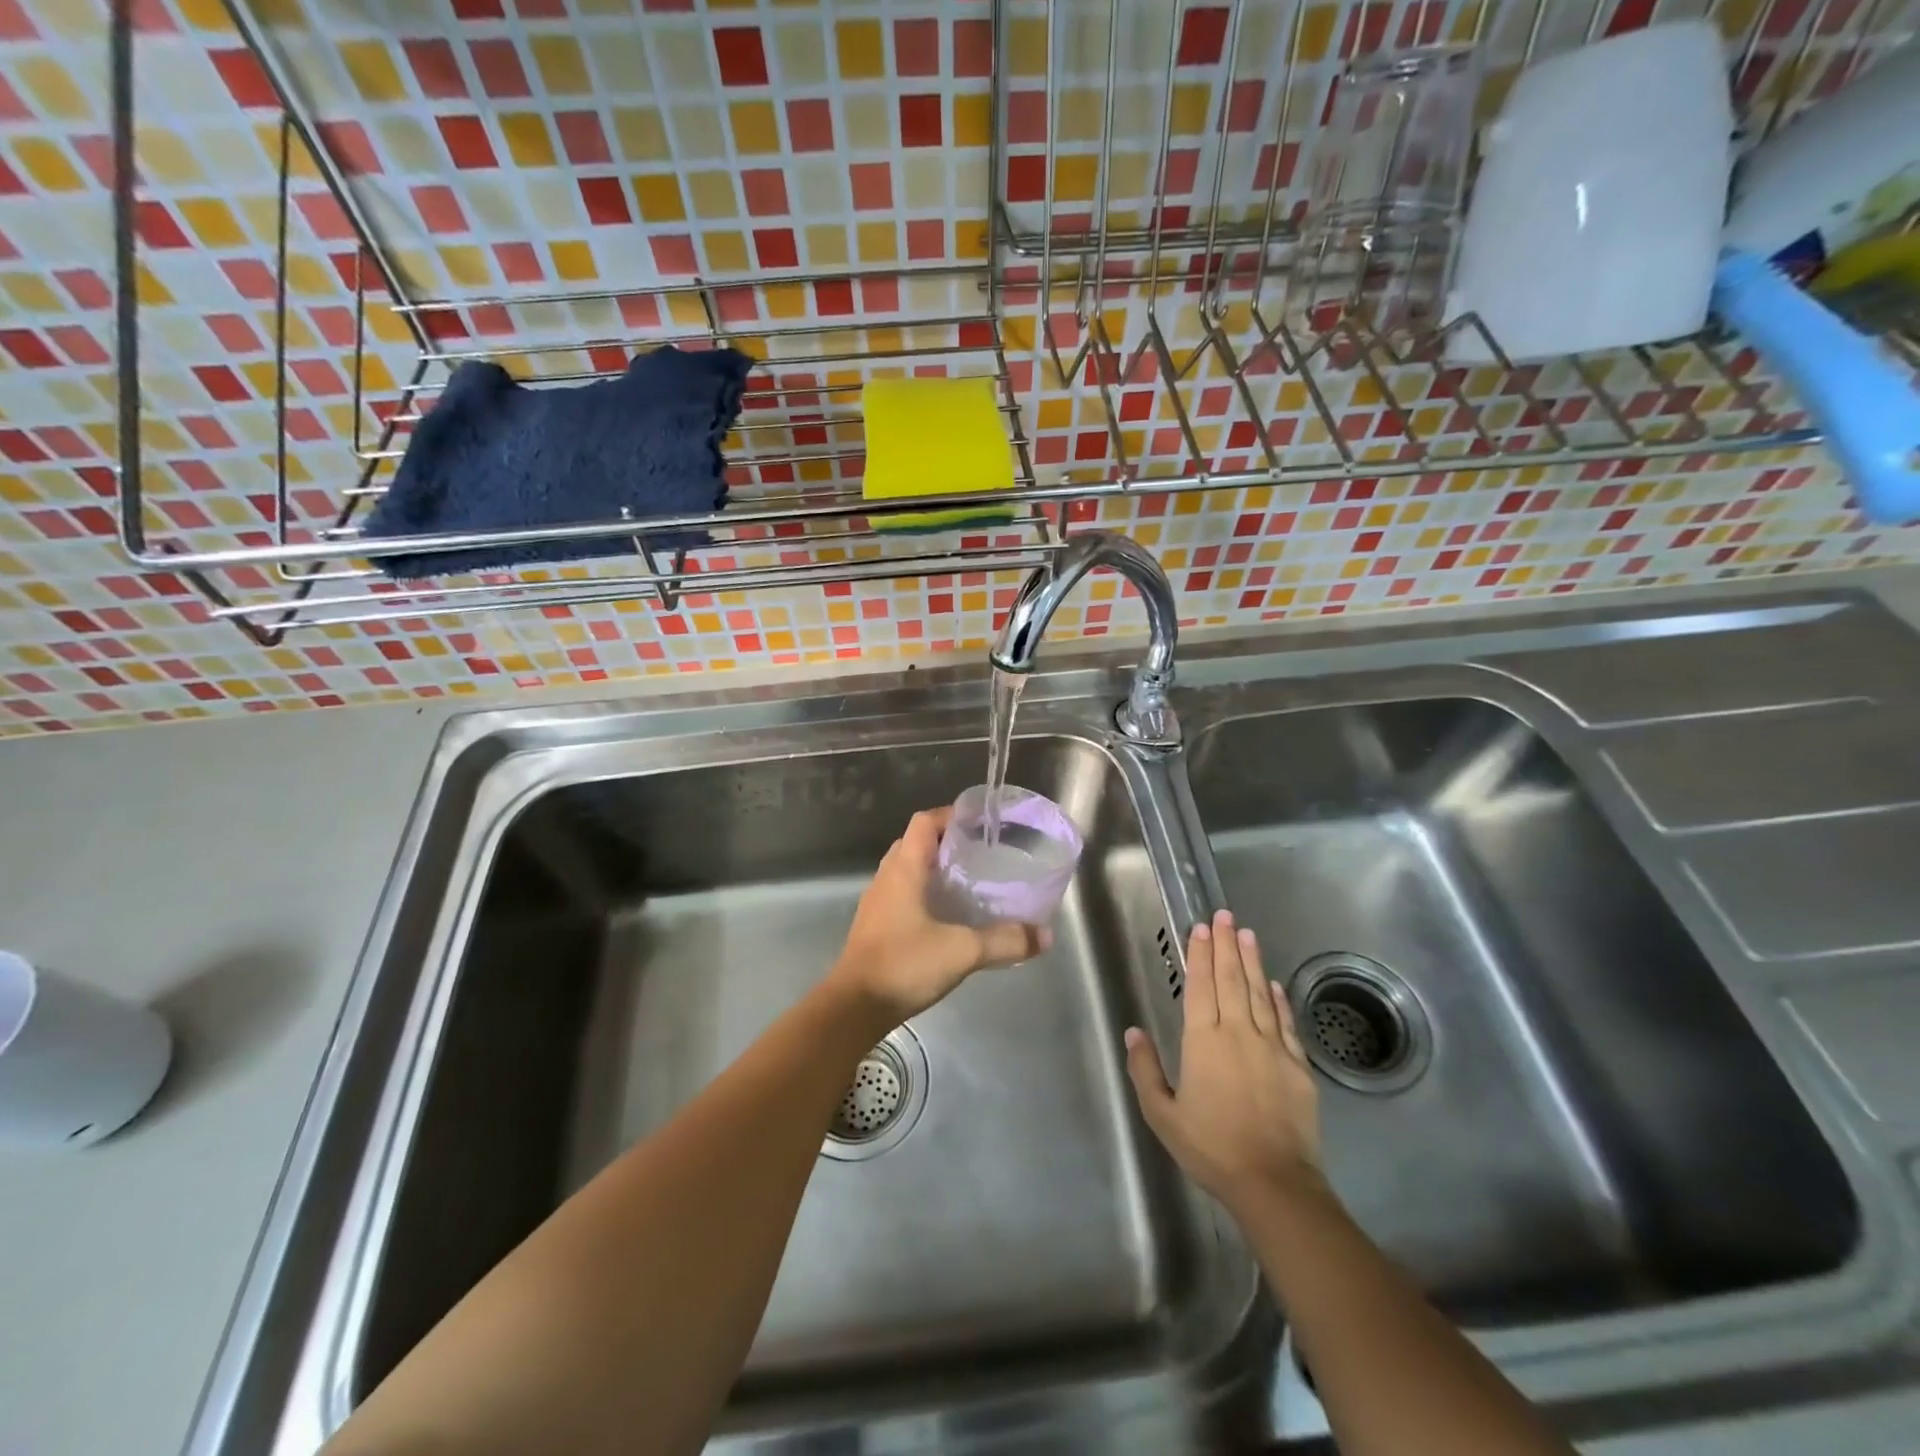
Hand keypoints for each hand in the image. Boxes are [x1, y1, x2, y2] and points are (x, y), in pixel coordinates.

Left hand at [828, 808, 1050, 1025]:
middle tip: (981, 854)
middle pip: (916, 843)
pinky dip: (924, 894)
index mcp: (904, 869)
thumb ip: (1004, 941)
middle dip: (947, 842)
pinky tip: (947, 917)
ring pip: (908, 870)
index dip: (952, 816)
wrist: (855, 1007)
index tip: (981, 825)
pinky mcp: (876, 926)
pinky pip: (902, 895)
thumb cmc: (904, 965)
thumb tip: (1044, 935)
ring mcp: (878, 903)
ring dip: (935, 869)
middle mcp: (887, 878)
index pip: (925, 822)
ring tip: (969, 883)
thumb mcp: (962, 951)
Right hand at [1123, 909, 1323, 1217]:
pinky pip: (1285, 1022)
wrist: (1274, 1182)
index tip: (1201, 927)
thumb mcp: (1163, 1114)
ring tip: (1247, 934)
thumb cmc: (1211, 1147)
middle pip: (1231, 979)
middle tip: (1224, 915)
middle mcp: (1238, 1032)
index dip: (1201, 954)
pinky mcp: (1297, 1065)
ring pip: (1259, 993)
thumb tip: (1133, 1032)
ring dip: (1252, 961)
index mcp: (1204, 1041)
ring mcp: (1272, 1046)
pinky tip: (1273, 983)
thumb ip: (1146, 1070)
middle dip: (1226, 945)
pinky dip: (1278, 999)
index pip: (1201, 986)